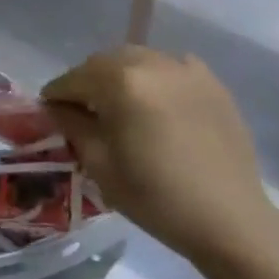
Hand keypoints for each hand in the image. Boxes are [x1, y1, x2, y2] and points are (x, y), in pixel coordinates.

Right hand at [42, 45, 278, 268]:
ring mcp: (186, 69)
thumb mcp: (99, 163)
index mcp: (120, 82)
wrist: (229, 219)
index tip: (49, 113)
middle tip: (82, 111)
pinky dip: (155, 78)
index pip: (73, 79)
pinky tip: (156, 104)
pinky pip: (170, 67)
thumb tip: (56, 107)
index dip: (56, 96)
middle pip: (103, 62)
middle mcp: (152, 63)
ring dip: (119, 76)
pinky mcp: (211, 83)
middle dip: (87, 82)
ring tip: (119, 106)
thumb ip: (72, 125)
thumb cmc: (155, 196)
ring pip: (137, 59)